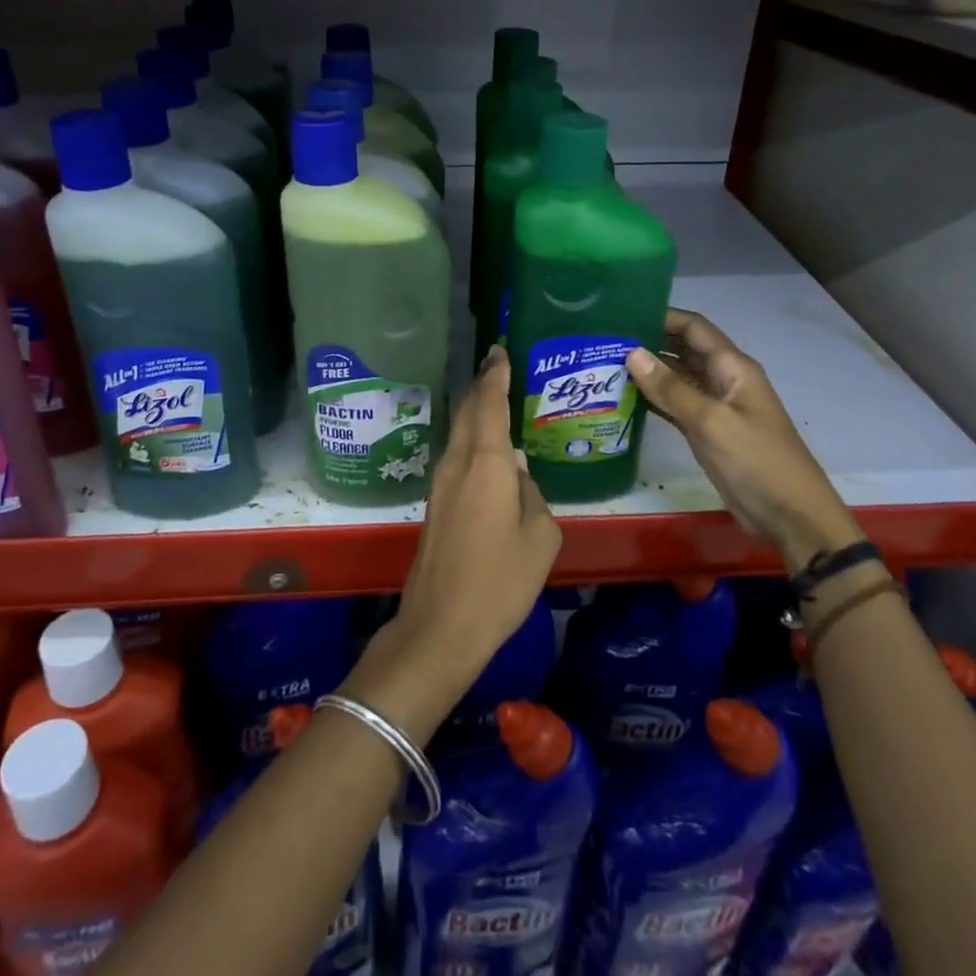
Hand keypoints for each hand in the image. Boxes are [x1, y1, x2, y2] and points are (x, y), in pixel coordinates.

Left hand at [347, 347, 560, 739]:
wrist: (441, 625)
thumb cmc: (500, 581)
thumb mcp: (539, 539)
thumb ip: (532, 495)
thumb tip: (519, 472)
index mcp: (486, 465)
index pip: (489, 404)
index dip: (495, 375)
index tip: (499, 350)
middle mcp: (458, 464)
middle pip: (468, 413)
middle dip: (482, 386)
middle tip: (498, 365)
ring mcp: (441, 485)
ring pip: (460, 435)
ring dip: (476, 413)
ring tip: (497, 400)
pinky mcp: (436, 505)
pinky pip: (457, 458)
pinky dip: (472, 441)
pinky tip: (488, 451)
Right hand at [626, 308, 862, 569]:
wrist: (790, 516)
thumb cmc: (756, 461)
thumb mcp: (711, 422)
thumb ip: (671, 388)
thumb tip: (632, 352)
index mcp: (732, 368)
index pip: (694, 328)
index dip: (662, 316)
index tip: (623, 313)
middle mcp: (723, 380)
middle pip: (683, 349)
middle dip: (649, 341)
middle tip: (605, 339)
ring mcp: (715, 406)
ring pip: (677, 378)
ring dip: (648, 371)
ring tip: (605, 364)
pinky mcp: (707, 431)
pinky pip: (676, 404)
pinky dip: (653, 399)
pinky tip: (623, 397)